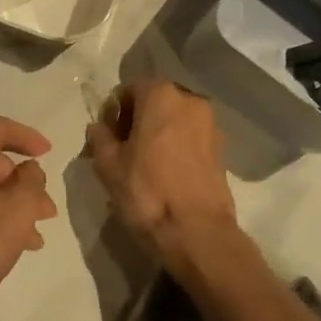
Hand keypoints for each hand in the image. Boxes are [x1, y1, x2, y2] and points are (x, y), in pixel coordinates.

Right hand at [85, 80, 237, 272]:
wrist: (196, 232)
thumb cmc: (147, 191)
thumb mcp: (108, 165)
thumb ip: (100, 137)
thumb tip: (98, 127)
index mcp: (160, 95)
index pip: (129, 89)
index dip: (115, 111)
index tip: (108, 137)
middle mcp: (189, 99)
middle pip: (155, 101)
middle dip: (138, 119)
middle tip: (123, 149)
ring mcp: (210, 123)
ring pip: (175, 119)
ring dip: (158, 132)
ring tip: (145, 164)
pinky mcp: (222, 147)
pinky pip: (191, 136)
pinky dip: (177, 146)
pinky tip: (167, 172)